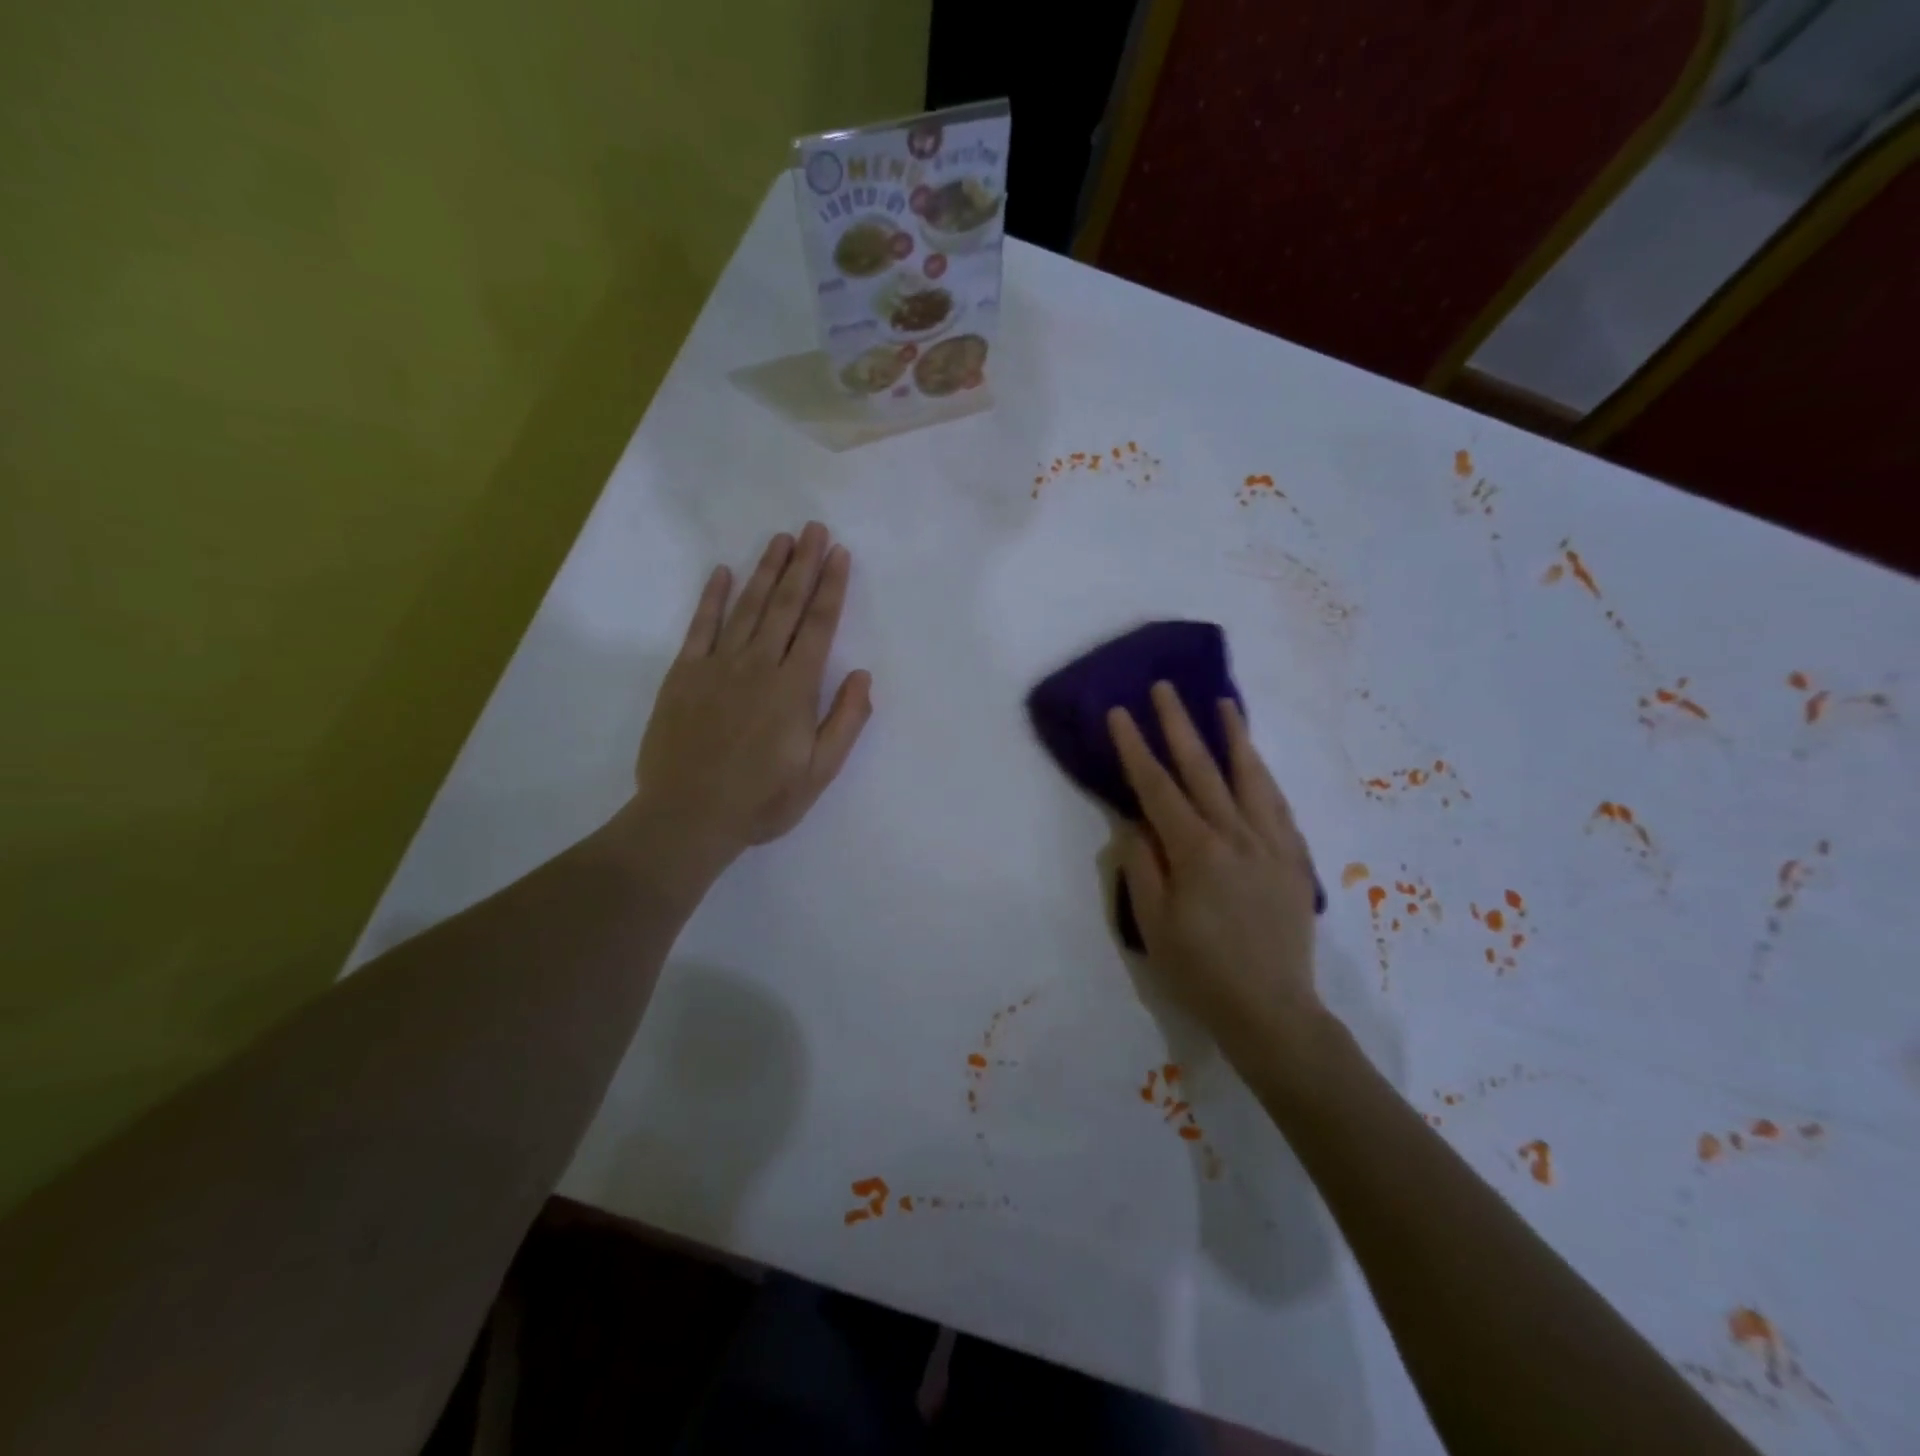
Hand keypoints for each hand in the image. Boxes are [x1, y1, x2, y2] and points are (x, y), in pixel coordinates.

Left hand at [632, 523, 871, 873]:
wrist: (688, 816)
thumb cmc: (762, 800)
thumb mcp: (819, 772)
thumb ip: (845, 722)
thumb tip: (863, 677)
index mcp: (794, 688)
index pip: (818, 626)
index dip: (831, 588)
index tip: (839, 554)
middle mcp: (758, 665)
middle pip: (785, 605)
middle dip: (803, 564)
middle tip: (813, 529)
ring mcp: (717, 666)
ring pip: (748, 607)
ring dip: (766, 570)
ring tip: (781, 539)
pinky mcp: (684, 674)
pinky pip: (700, 627)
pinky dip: (712, 598)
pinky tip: (724, 573)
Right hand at [1109, 683, 1324, 1070]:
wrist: (1271, 1011)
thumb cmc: (1200, 971)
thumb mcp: (1152, 923)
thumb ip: (1142, 866)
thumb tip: (1135, 824)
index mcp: (1196, 851)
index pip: (1157, 787)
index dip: (1136, 747)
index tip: (1120, 713)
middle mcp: (1237, 836)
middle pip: (1203, 769)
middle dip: (1180, 725)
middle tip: (1166, 688)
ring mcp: (1273, 844)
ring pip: (1251, 777)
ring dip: (1234, 737)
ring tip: (1224, 704)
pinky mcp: (1296, 859)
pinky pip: (1279, 805)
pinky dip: (1264, 776)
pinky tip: (1257, 763)